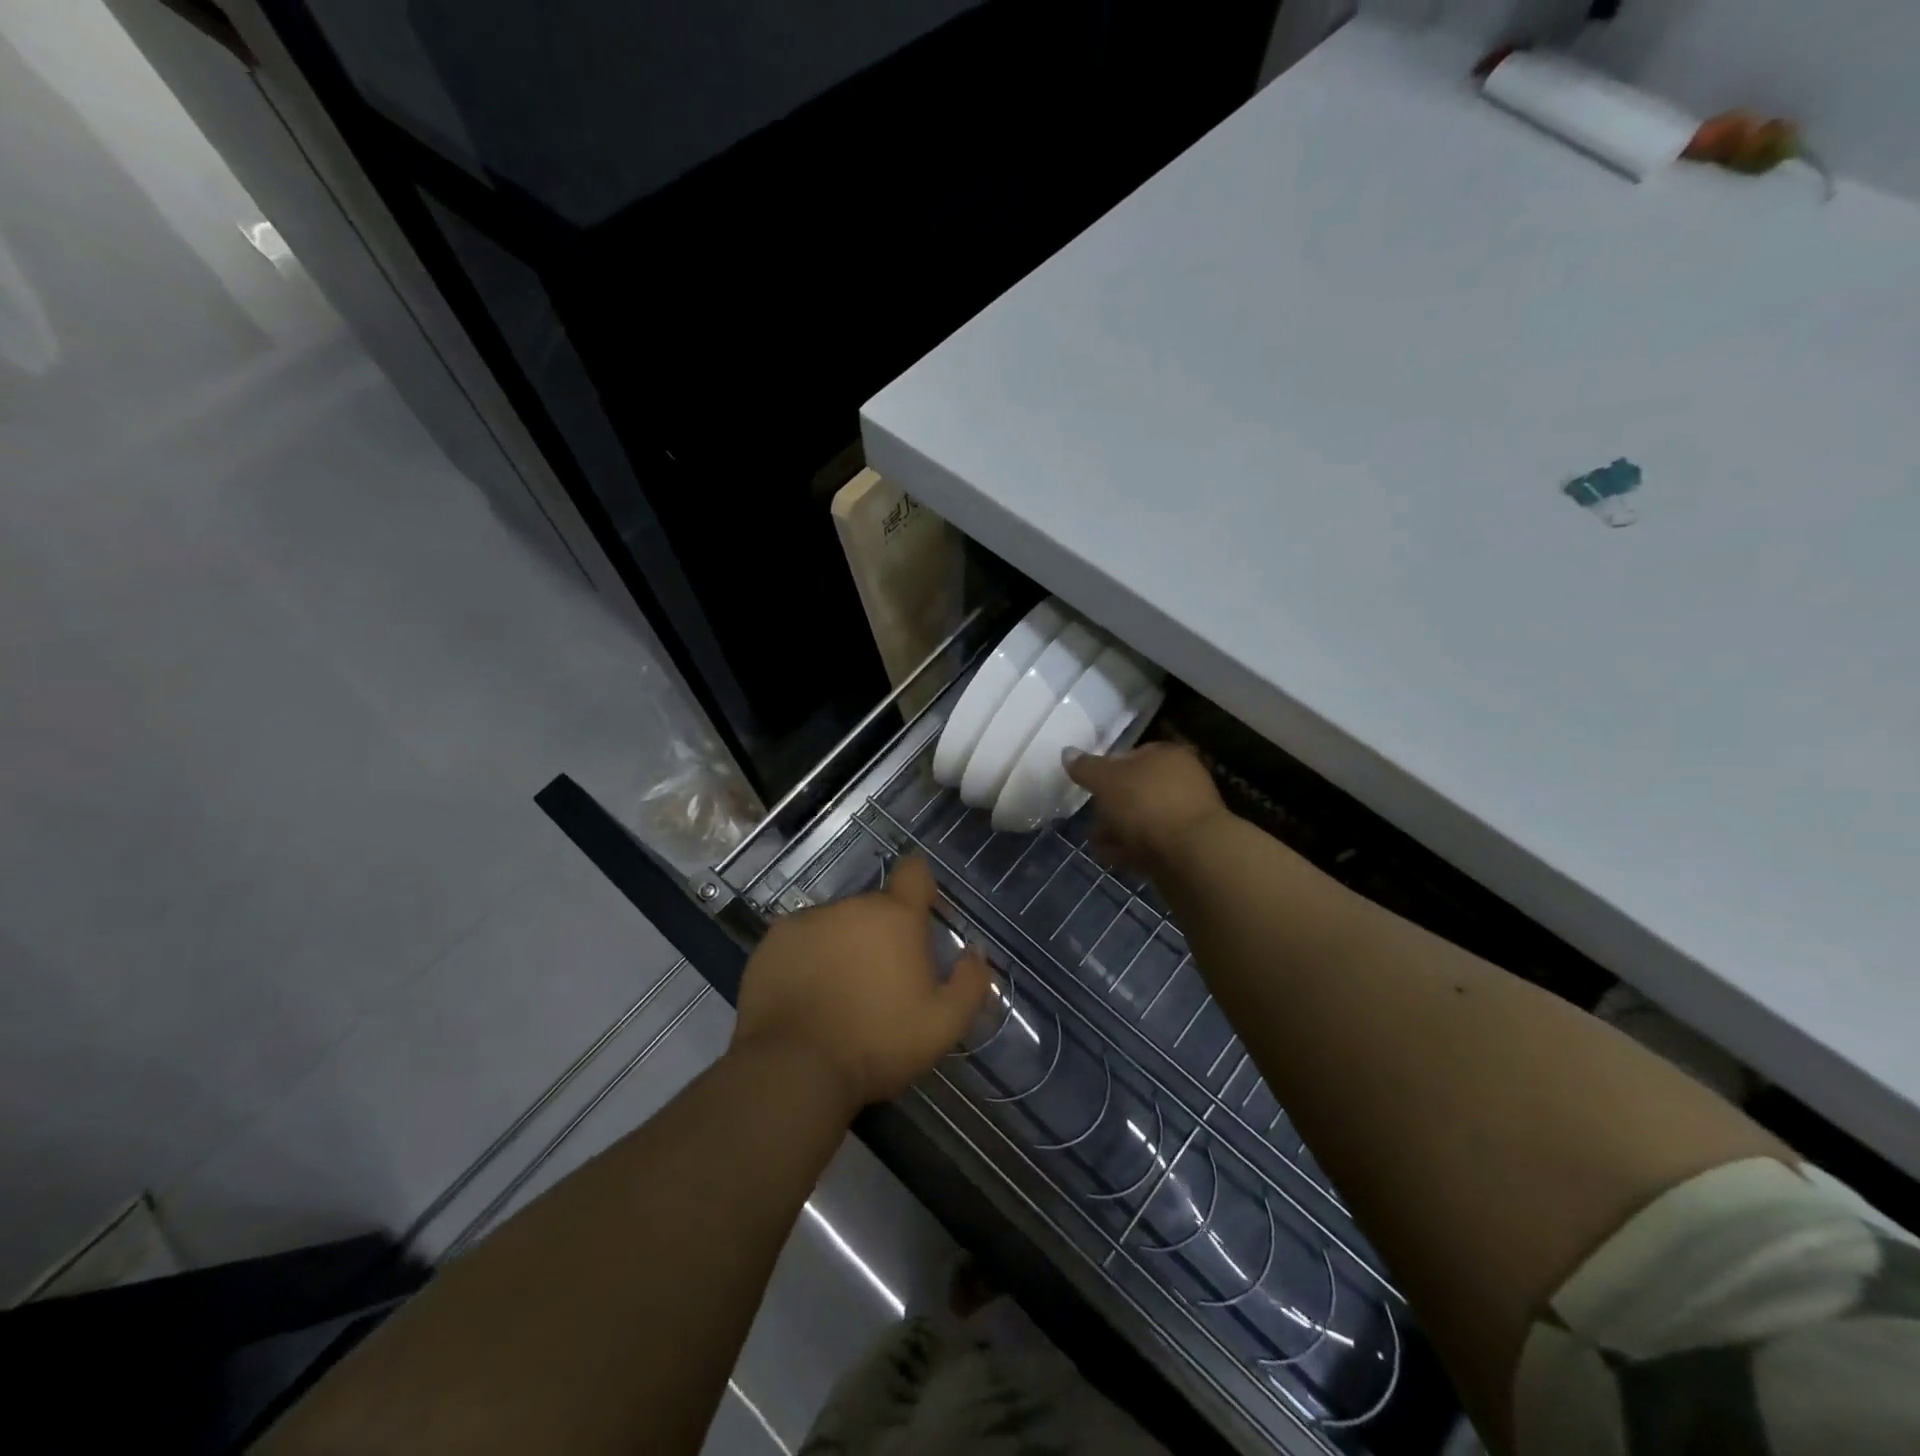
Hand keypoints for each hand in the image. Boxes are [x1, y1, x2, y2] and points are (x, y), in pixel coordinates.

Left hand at [731, 856, 992, 1114]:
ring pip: (836, 924)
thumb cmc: (877, 1044)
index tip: (920, 914)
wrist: (794, 1069)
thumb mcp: (944, 1025)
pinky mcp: (773, 942)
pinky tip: (805, 996)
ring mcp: (807, 920)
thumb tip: (974, 953)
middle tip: (880, 982)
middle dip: (881, 935)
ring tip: (838, 995)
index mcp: (896, 916)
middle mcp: (851, 906)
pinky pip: (801, 940)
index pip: (914, 872)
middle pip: (874, 908)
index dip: (920, 886)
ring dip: (843, 946)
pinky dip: (807, 959)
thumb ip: (970, 983)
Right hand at [1064, 741, 1230, 875]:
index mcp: (1168, 756)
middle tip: (1090, 821)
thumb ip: (1086, 768)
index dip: (1106, 770)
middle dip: (1109, 806)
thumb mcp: (1107, 781)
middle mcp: (1182, 781)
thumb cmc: (1147, 805)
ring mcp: (1187, 816)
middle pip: (1136, 790)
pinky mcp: (1187, 847)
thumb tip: (1067, 752)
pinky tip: (1111, 858)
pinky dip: (1130, 849)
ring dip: (1117, 830)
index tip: (1089, 788)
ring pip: (1142, 819)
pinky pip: (1151, 843)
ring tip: (1095, 843)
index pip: (1132, 755)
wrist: (1193, 856)